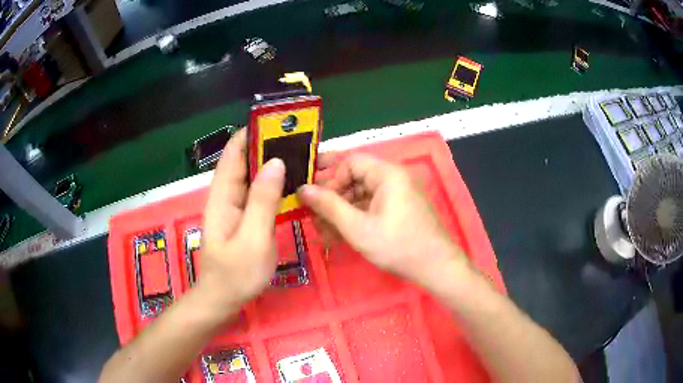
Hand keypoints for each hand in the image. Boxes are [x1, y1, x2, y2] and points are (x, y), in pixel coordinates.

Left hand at [198, 129, 284, 315]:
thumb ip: (263, 200)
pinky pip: (258, 191)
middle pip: (245, 160)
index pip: (234, 152)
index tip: (279, 123)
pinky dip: (274, 183)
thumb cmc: (236, 273)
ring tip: (302, 155)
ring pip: (253, 175)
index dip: (252, 133)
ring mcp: (235, 205)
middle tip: (300, 139)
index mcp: (223, 195)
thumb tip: (276, 162)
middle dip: (269, 146)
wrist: (224, 298)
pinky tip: (293, 183)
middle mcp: (227, 194)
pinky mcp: (244, 216)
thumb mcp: (253, 238)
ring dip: (274, 163)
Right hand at [298, 153, 465, 286]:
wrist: (436, 267)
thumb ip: (329, 206)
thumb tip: (302, 188)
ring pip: (360, 196)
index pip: (351, 162)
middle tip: (314, 218)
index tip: (317, 200)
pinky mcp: (398, 210)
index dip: (330, 178)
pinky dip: (355, 219)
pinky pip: (371, 207)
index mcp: (387, 174)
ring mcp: (396, 195)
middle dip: (332, 199)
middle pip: (355, 179)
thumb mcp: (358, 227)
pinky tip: (339, 237)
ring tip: (324, 233)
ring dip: (341, 213)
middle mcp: (393, 179)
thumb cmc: (397, 245)